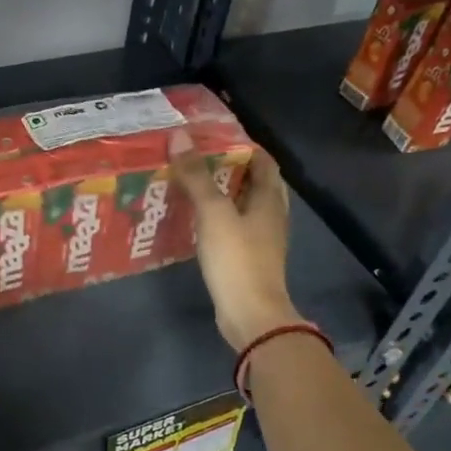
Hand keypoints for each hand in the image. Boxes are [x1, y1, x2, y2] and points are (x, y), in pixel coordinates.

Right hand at [170, 130, 300, 350]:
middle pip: (254, 182)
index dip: (241, 145)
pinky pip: (234, 228)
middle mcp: (271, 215)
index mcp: (269, 199)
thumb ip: (196, 176)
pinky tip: (195, 220)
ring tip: (191, 185)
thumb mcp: (213, 213)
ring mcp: (262, 239)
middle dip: (228, 169)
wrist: (250, 314)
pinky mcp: (248, 259)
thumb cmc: (237, 259)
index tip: (211, 137)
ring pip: (243, 206)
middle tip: (196, 160)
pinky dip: (218, 218)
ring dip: (221, 194)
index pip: (263, 160)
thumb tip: (179, 137)